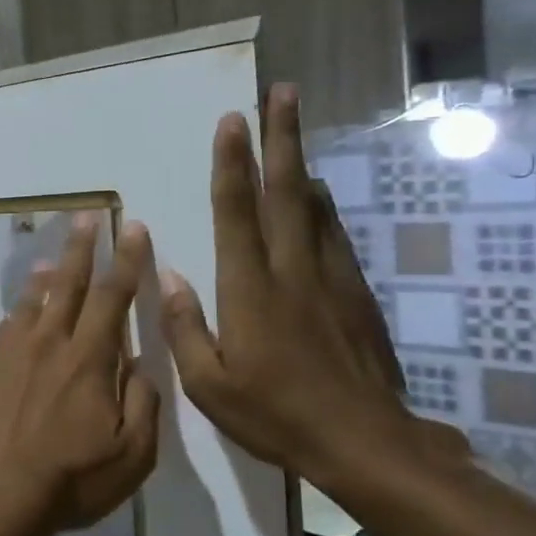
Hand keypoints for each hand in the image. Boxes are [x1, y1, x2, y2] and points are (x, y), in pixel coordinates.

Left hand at [0, 215, 160, 534]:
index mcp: (90, 358)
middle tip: (87, 215)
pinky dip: (20, 305)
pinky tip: (22, 307)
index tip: (133, 228)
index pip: (114, 296)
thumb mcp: (131, 455)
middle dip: (83, 246)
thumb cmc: (68, 478)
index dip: (127, 260)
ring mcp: (14, 350)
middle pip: (71, 283)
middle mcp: (51, 341)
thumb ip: (143, 403)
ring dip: (50, 272)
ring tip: (56, 255)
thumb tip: (142, 364)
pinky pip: (8, 323)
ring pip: (35, 299)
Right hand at [159, 86, 448, 487]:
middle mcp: (291, 270)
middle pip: (285, 191)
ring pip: (314, 206)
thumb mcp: (210, 385)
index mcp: (250, 290)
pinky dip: (322, 205)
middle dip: (281, 137)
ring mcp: (330, 278)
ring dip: (301, 162)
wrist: (364, 442)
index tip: (232, 122)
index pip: (237, 213)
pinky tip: (316, 194)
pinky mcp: (355, 293)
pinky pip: (334, 234)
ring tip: (294, 127)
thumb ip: (185, 327)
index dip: (232, 164)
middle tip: (281, 93)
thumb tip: (171, 276)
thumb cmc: (276, 415)